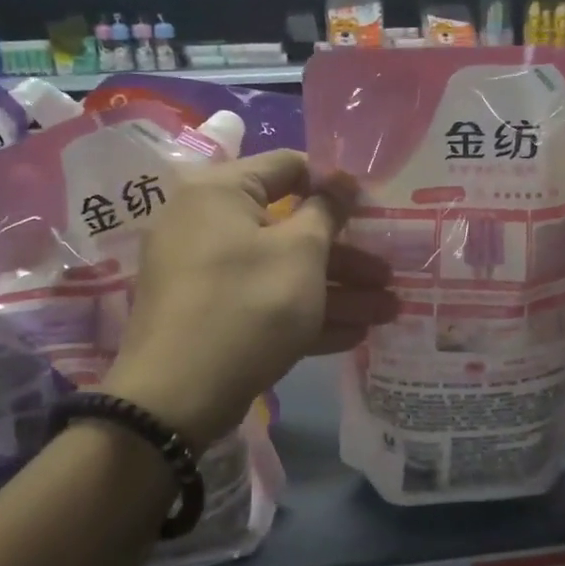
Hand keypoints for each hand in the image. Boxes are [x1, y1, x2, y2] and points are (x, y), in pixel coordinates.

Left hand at [105, 151, 395, 443]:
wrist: (175, 399)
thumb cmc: (247, 305)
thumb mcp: (300, 253)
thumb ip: (327, 212)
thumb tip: (341, 180)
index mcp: (221, 191)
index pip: (288, 166)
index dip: (335, 184)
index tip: (373, 208)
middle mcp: (208, 224)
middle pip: (290, 227)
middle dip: (346, 254)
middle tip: (389, 273)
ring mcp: (206, 274)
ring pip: (282, 271)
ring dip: (337, 290)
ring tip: (389, 310)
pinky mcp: (210, 316)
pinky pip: (264, 302)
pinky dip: (306, 313)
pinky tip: (354, 334)